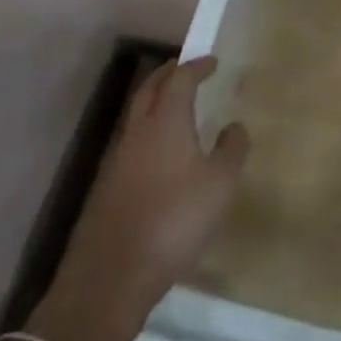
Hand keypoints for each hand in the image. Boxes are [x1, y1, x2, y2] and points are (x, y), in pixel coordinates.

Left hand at [36, 57, 249, 340]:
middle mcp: (138, 131)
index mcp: (165, 120)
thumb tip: (234, 126)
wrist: (110, 278)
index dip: (197, 66)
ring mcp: (116, 160)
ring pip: (136, 116)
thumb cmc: (174, 220)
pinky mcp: (106, 188)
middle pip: (149, 89)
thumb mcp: (219, 184)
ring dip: (155, 102)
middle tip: (186, 70)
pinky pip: (130, 143)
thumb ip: (232, 149)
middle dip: (168, 74)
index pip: (180, 78)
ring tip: (175, 108)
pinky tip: (159, 154)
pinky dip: (147, 133)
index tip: (212, 61)